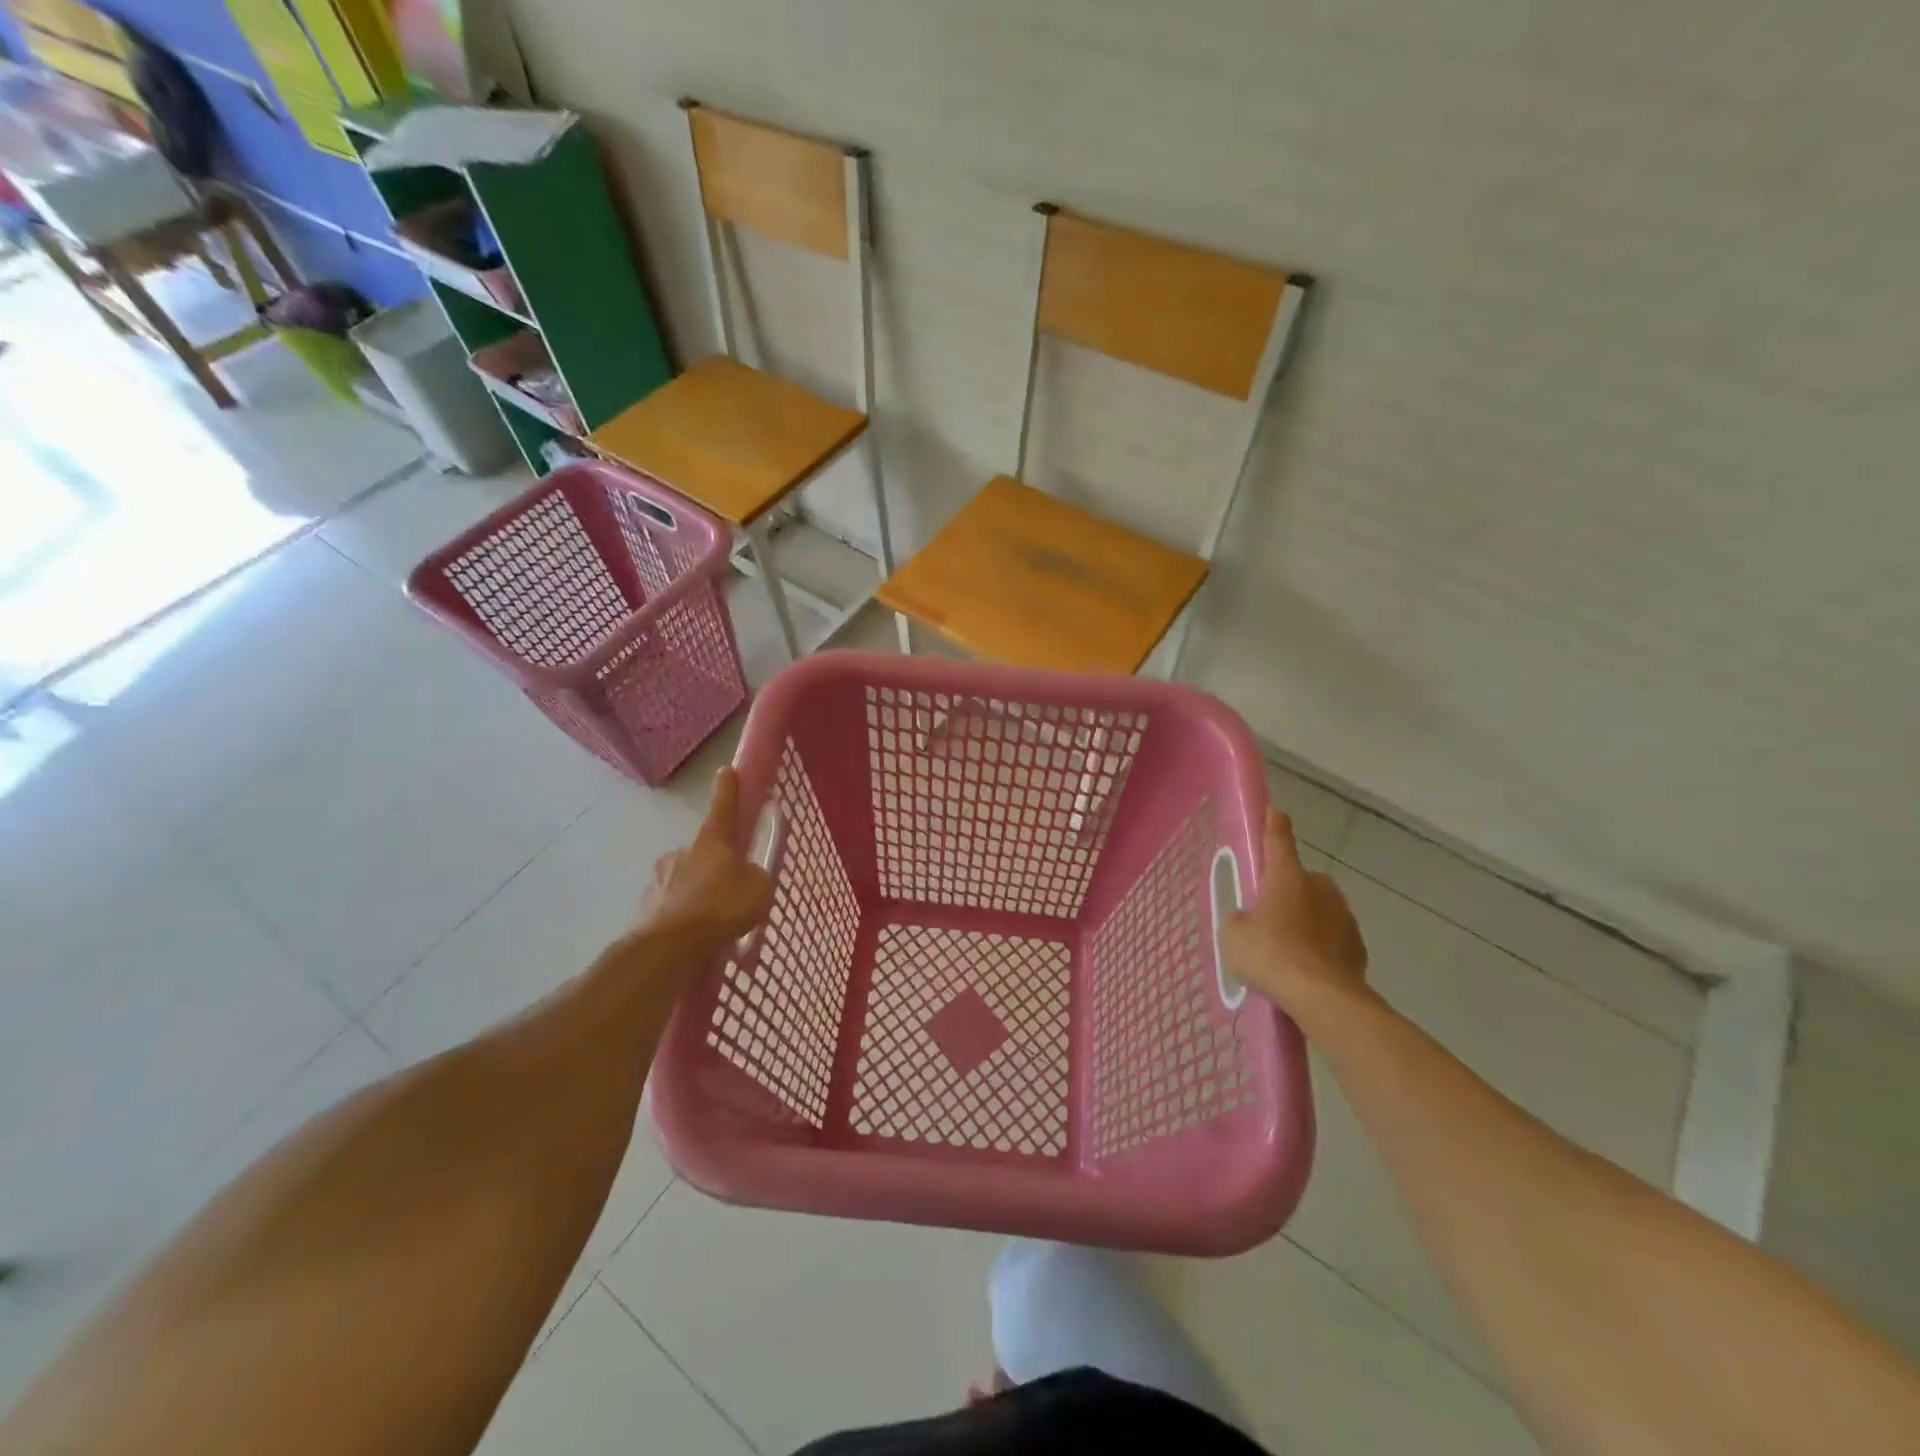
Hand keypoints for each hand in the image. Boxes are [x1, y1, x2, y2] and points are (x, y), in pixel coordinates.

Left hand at [639, 767, 772, 947]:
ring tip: (713, 921)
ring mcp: (659, 878)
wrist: (671, 947)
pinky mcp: (646, 907)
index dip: (728, 789)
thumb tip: (746, 875)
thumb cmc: (721, 908)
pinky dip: (684, 915)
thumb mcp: (759, 889)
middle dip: (716, 865)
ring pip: (685, 880)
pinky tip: (695, 935)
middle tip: (731, 890)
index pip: (723, 807)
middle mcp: (682, 852)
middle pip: (704, 851)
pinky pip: (673, 906)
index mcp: (711, 841)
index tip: (726, 769)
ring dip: (698, 892)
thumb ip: (756, 876)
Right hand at [1222, 808, 1368, 1016]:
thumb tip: (1250, 920)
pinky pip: (1332, 938)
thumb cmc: (1270, 955)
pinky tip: (1307, 968)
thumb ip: (1240, 919)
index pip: (1278, 840)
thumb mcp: (1234, 935)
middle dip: (1287, 890)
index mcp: (1286, 876)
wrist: (1323, 998)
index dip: (1274, 824)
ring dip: (1306, 920)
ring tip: (1287, 949)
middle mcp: (1319, 887)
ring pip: (1319, 909)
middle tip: (1268, 914)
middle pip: (1300, 879)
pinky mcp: (1358, 946)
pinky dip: (1321, 946)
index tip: (1275, 811)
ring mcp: (1343, 916)